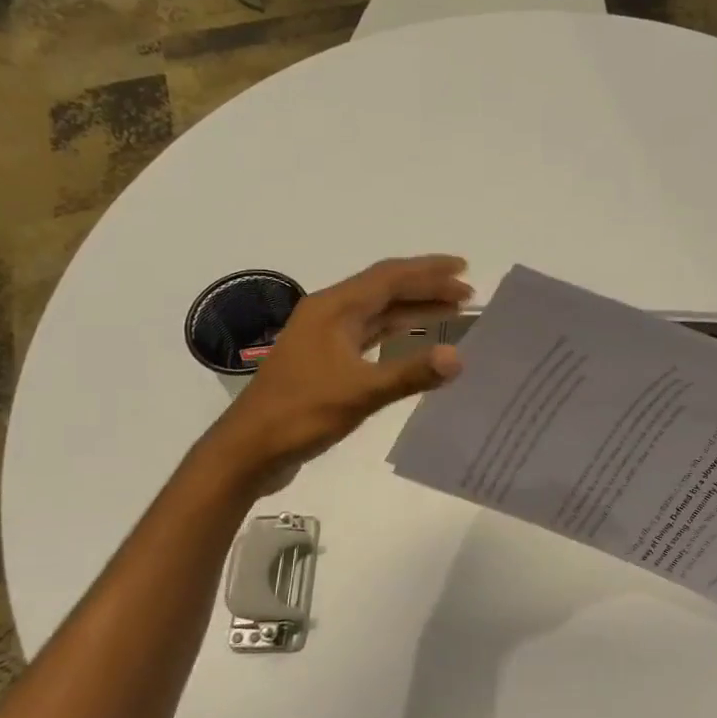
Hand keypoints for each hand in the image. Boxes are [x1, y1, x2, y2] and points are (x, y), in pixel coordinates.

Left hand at [211, 255, 471, 489]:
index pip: (389, 278)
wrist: (250, 448)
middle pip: (385, 289)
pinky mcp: (325, 360)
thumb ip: (411, 373)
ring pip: (377, 312)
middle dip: (426, 288)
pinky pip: (369, 334)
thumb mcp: (361, 393)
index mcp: (334, 308)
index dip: (429, 271)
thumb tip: (458, 357)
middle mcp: (329, 313)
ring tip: (451, 311)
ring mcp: (325, 336)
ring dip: (413, 308)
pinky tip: (415, 338)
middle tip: (467, 293)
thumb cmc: (301, 413)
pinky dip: (396, 332)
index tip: (464, 269)